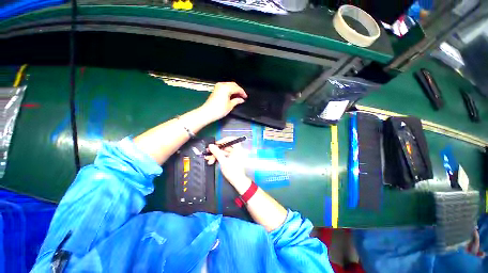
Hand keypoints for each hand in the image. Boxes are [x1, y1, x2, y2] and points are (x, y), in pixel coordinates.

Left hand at [200, 82, 246, 121]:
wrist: (207, 112)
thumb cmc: (219, 110)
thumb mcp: (230, 106)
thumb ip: (237, 101)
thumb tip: (241, 99)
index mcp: (226, 88)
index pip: (237, 88)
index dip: (242, 93)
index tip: (246, 97)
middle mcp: (222, 85)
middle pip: (233, 85)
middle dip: (239, 90)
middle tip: (242, 96)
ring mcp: (218, 87)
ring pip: (229, 85)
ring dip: (234, 90)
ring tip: (238, 96)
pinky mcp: (216, 90)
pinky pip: (225, 87)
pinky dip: (229, 90)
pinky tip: (232, 95)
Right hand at [205, 137, 251, 193]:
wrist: (238, 181)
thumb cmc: (232, 171)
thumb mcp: (223, 161)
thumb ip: (217, 152)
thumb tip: (211, 145)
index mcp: (238, 149)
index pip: (232, 139)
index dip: (223, 140)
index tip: (216, 144)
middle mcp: (237, 151)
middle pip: (226, 147)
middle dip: (216, 150)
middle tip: (208, 152)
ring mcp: (234, 155)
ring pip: (224, 152)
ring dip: (216, 155)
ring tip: (208, 159)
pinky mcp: (232, 159)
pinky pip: (225, 156)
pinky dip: (219, 158)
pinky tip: (212, 161)